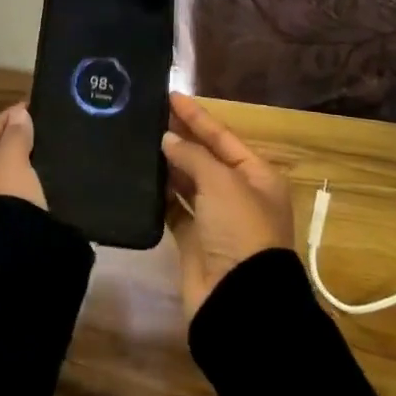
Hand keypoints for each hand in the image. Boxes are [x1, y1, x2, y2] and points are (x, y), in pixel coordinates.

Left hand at [0, 104, 46, 229]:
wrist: (12, 265)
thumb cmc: (3, 203)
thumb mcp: (11, 164)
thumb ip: (15, 137)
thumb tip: (19, 115)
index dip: (1, 123)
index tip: (26, 110)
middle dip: (7, 145)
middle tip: (33, 130)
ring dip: (13, 168)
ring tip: (39, 154)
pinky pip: (3, 203)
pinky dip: (17, 189)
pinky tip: (36, 182)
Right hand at [162, 92, 293, 322]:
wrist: (240, 299)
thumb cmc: (241, 230)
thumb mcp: (222, 183)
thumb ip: (193, 156)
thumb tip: (167, 140)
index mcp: (257, 175)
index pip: (222, 136)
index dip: (196, 116)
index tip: (170, 95)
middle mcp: (238, 194)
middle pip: (205, 157)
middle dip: (180, 137)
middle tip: (147, 116)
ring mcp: (216, 219)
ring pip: (188, 182)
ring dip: (168, 164)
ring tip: (138, 141)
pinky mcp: (195, 241)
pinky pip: (175, 209)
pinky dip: (160, 195)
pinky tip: (140, 179)